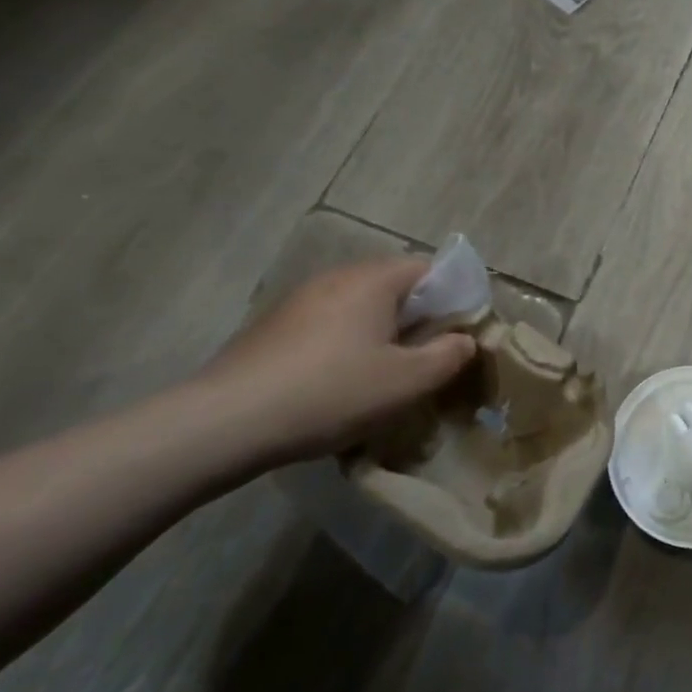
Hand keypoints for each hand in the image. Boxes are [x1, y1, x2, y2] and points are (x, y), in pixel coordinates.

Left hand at [203, 258, 476, 462]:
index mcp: (373, 280)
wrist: (226, 422)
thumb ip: (447, 356)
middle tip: (428, 360)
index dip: (453, 298)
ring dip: (382, 334)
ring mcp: (300, 300)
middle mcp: (336, 277)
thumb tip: (465, 340)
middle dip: (418, 320)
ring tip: (387, 376)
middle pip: (394, 287)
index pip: (429, 269)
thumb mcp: (406, 382)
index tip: (460, 336)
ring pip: (360, 308)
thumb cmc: (331, 393)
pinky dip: (347, 346)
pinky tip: (341, 385)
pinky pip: (329, 325)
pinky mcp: (274, 327)